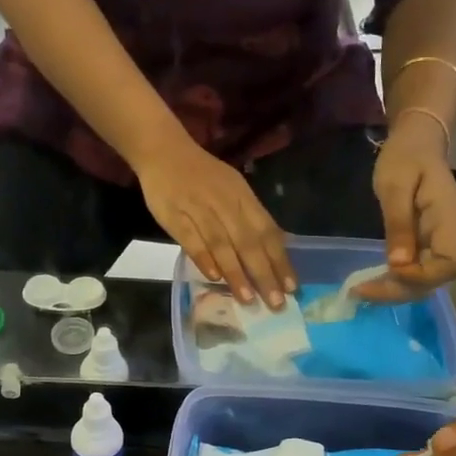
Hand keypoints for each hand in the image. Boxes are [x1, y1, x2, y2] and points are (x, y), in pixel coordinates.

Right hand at [137, 137, 295, 307]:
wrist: (164, 153)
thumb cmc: (204, 175)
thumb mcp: (234, 189)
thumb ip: (251, 218)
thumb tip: (275, 249)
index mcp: (243, 197)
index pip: (267, 231)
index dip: (280, 260)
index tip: (291, 287)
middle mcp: (225, 204)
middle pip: (248, 242)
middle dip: (264, 274)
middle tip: (275, 302)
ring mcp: (199, 210)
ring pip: (222, 245)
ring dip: (236, 273)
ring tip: (248, 299)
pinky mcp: (175, 216)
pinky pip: (191, 240)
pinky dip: (203, 258)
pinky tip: (214, 278)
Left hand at [360, 112, 455, 302]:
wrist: (415, 143)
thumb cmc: (405, 158)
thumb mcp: (395, 186)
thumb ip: (398, 224)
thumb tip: (398, 264)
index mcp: (449, 221)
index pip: (449, 266)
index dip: (421, 278)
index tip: (389, 273)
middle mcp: (449, 237)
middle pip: (435, 280)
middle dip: (400, 291)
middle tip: (361, 291)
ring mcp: (438, 243)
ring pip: (424, 281)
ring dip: (395, 290)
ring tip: (361, 290)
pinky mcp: (425, 245)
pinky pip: (415, 271)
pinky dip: (394, 281)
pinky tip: (370, 282)